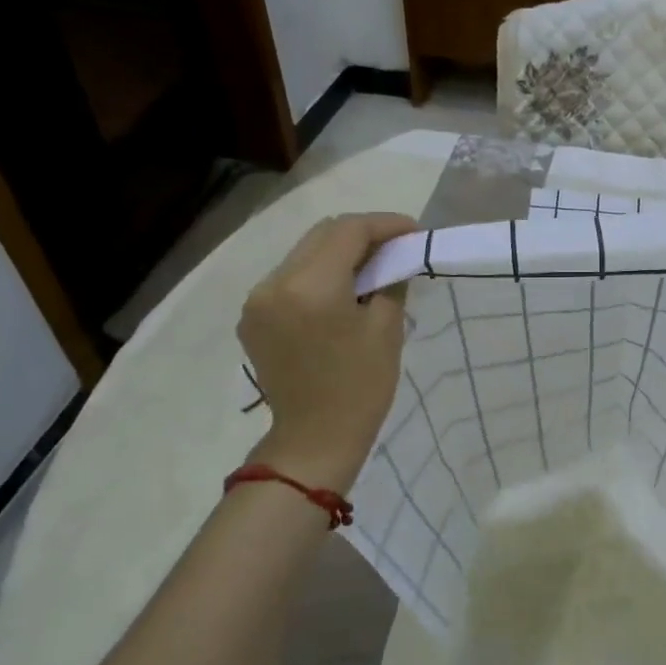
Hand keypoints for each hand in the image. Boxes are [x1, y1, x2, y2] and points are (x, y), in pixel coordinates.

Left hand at [237, 212, 417, 487]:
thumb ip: (390, 281)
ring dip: (338, 253)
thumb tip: (393, 258)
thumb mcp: (386, 329)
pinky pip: (288, 279)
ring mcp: (257, 301)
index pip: (348, 231)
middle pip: (321, 235)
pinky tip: (340, 292)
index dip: (385, 224)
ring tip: (370, 268)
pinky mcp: (252, 317)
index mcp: (310, 286)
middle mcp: (274, 283)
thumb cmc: (360, 387)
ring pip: (303, 254)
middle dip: (361, 235)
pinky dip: (317, 276)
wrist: (314, 439)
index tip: (413, 231)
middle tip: (395, 247)